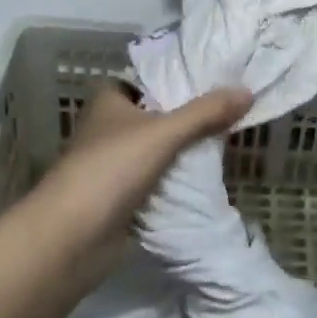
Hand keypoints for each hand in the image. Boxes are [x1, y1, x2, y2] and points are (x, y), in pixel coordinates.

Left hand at [27, 80, 251, 265]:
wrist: (69, 240)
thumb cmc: (110, 169)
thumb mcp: (163, 133)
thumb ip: (206, 112)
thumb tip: (248, 90)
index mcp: (110, 100)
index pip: (151, 78)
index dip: (180, 77)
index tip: (217, 77)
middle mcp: (110, 127)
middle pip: (159, 114)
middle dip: (190, 116)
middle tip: (232, 109)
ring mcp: (114, 164)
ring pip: (159, 149)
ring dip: (185, 150)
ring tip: (229, 139)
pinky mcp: (121, 197)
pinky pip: (157, 180)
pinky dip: (177, 180)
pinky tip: (209, 176)